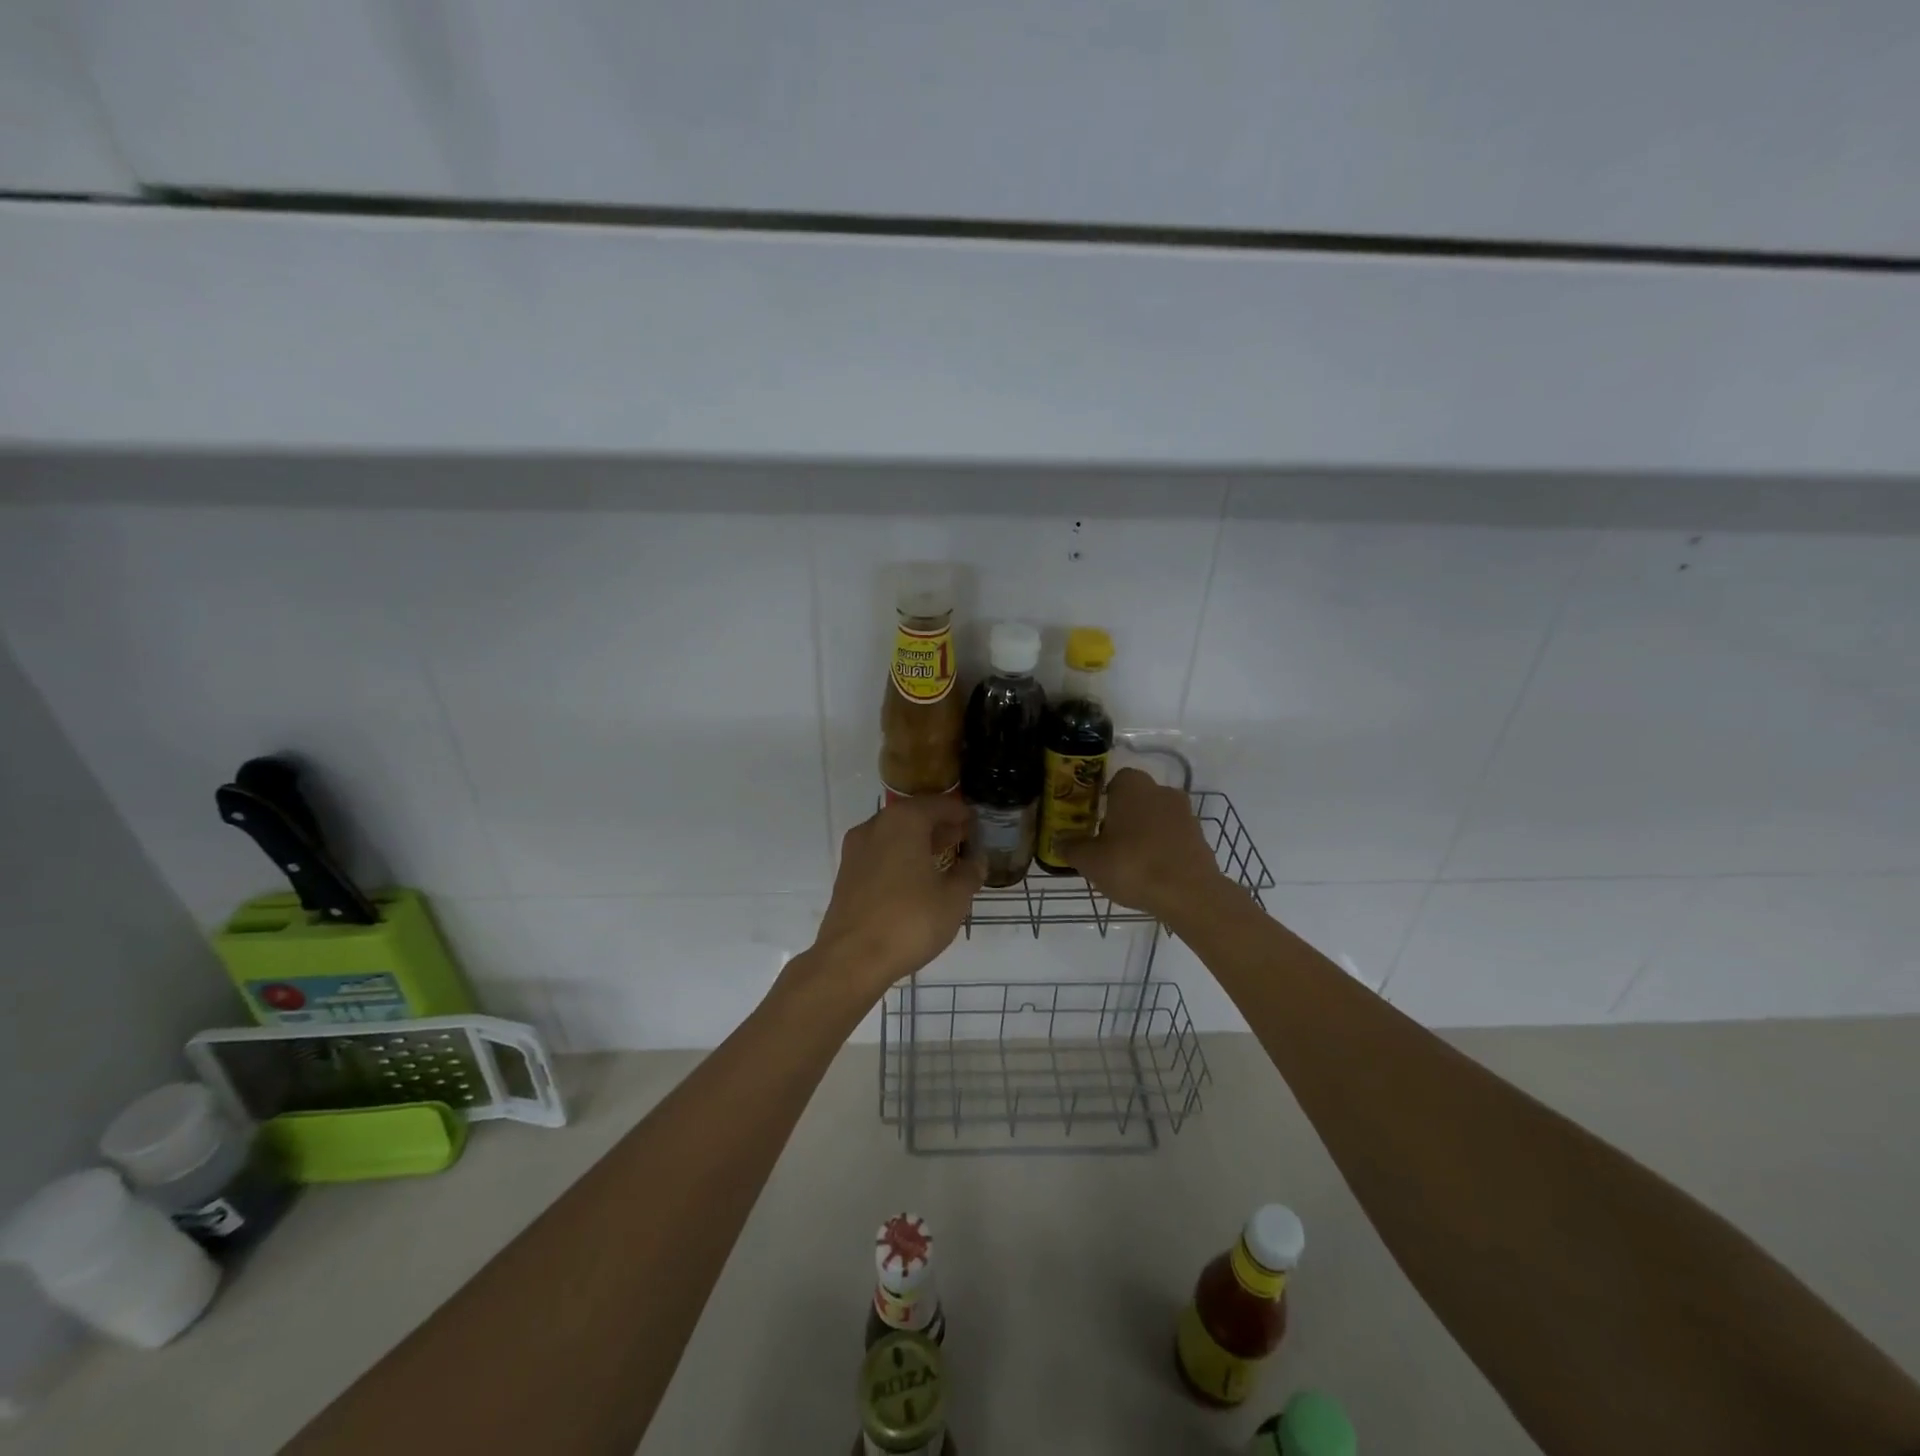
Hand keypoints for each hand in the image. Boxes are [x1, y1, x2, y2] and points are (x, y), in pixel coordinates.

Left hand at [803, 794, 985, 1002]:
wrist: (851, 959)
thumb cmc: (909, 921)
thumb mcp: (953, 899)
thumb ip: (969, 874)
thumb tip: (976, 862)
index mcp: (904, 821)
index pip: (939, 804)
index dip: (960, 812)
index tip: (976, 822)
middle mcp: (876, 826)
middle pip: (914, 815)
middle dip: (939, 825)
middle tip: (963, 838)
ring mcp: (856, 849)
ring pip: (894, 834)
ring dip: (919, 841)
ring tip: (943, 858)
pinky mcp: (846, 873)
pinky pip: (880, 852)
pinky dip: (900, 856)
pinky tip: (916, 878)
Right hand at [1056, 767, 1227, 920]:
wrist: (1189, 894)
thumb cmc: (1133, 866)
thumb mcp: (1090, 860)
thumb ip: (1072, 847)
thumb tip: (1059, 840)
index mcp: (1132, 787)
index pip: (1115, 781)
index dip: (1102, 800)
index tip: (1093, 821)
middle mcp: (1161, 791)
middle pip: (1137, 799)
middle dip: (1123, 817)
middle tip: (1107, 843)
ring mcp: (1185, 814)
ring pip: (1156, 818)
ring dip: (1144, 834)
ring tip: (1129, 862)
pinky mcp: (1200, 838)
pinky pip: (1173, 838)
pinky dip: (1162, 849)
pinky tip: (1151, 873)